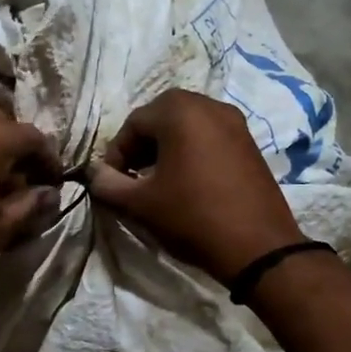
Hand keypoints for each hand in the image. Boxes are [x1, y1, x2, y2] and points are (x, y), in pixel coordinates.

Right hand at [87, 90, 304, 283]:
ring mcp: (235, 123)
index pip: (133, 123)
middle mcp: (209, 105)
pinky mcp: (250, 143)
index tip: (113, 182)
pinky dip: (191, 152)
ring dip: (166, 149)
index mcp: (180, 111)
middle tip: (133, 178)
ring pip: (187, 126)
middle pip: (161, 118)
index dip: (116, 153)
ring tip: (158, 183)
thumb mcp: (140, 203)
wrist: (257, 246)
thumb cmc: (191, 217)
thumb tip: (94, 174)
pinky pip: (210, 137)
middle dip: (141, 146)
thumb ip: (107, 184)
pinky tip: (187, 185)